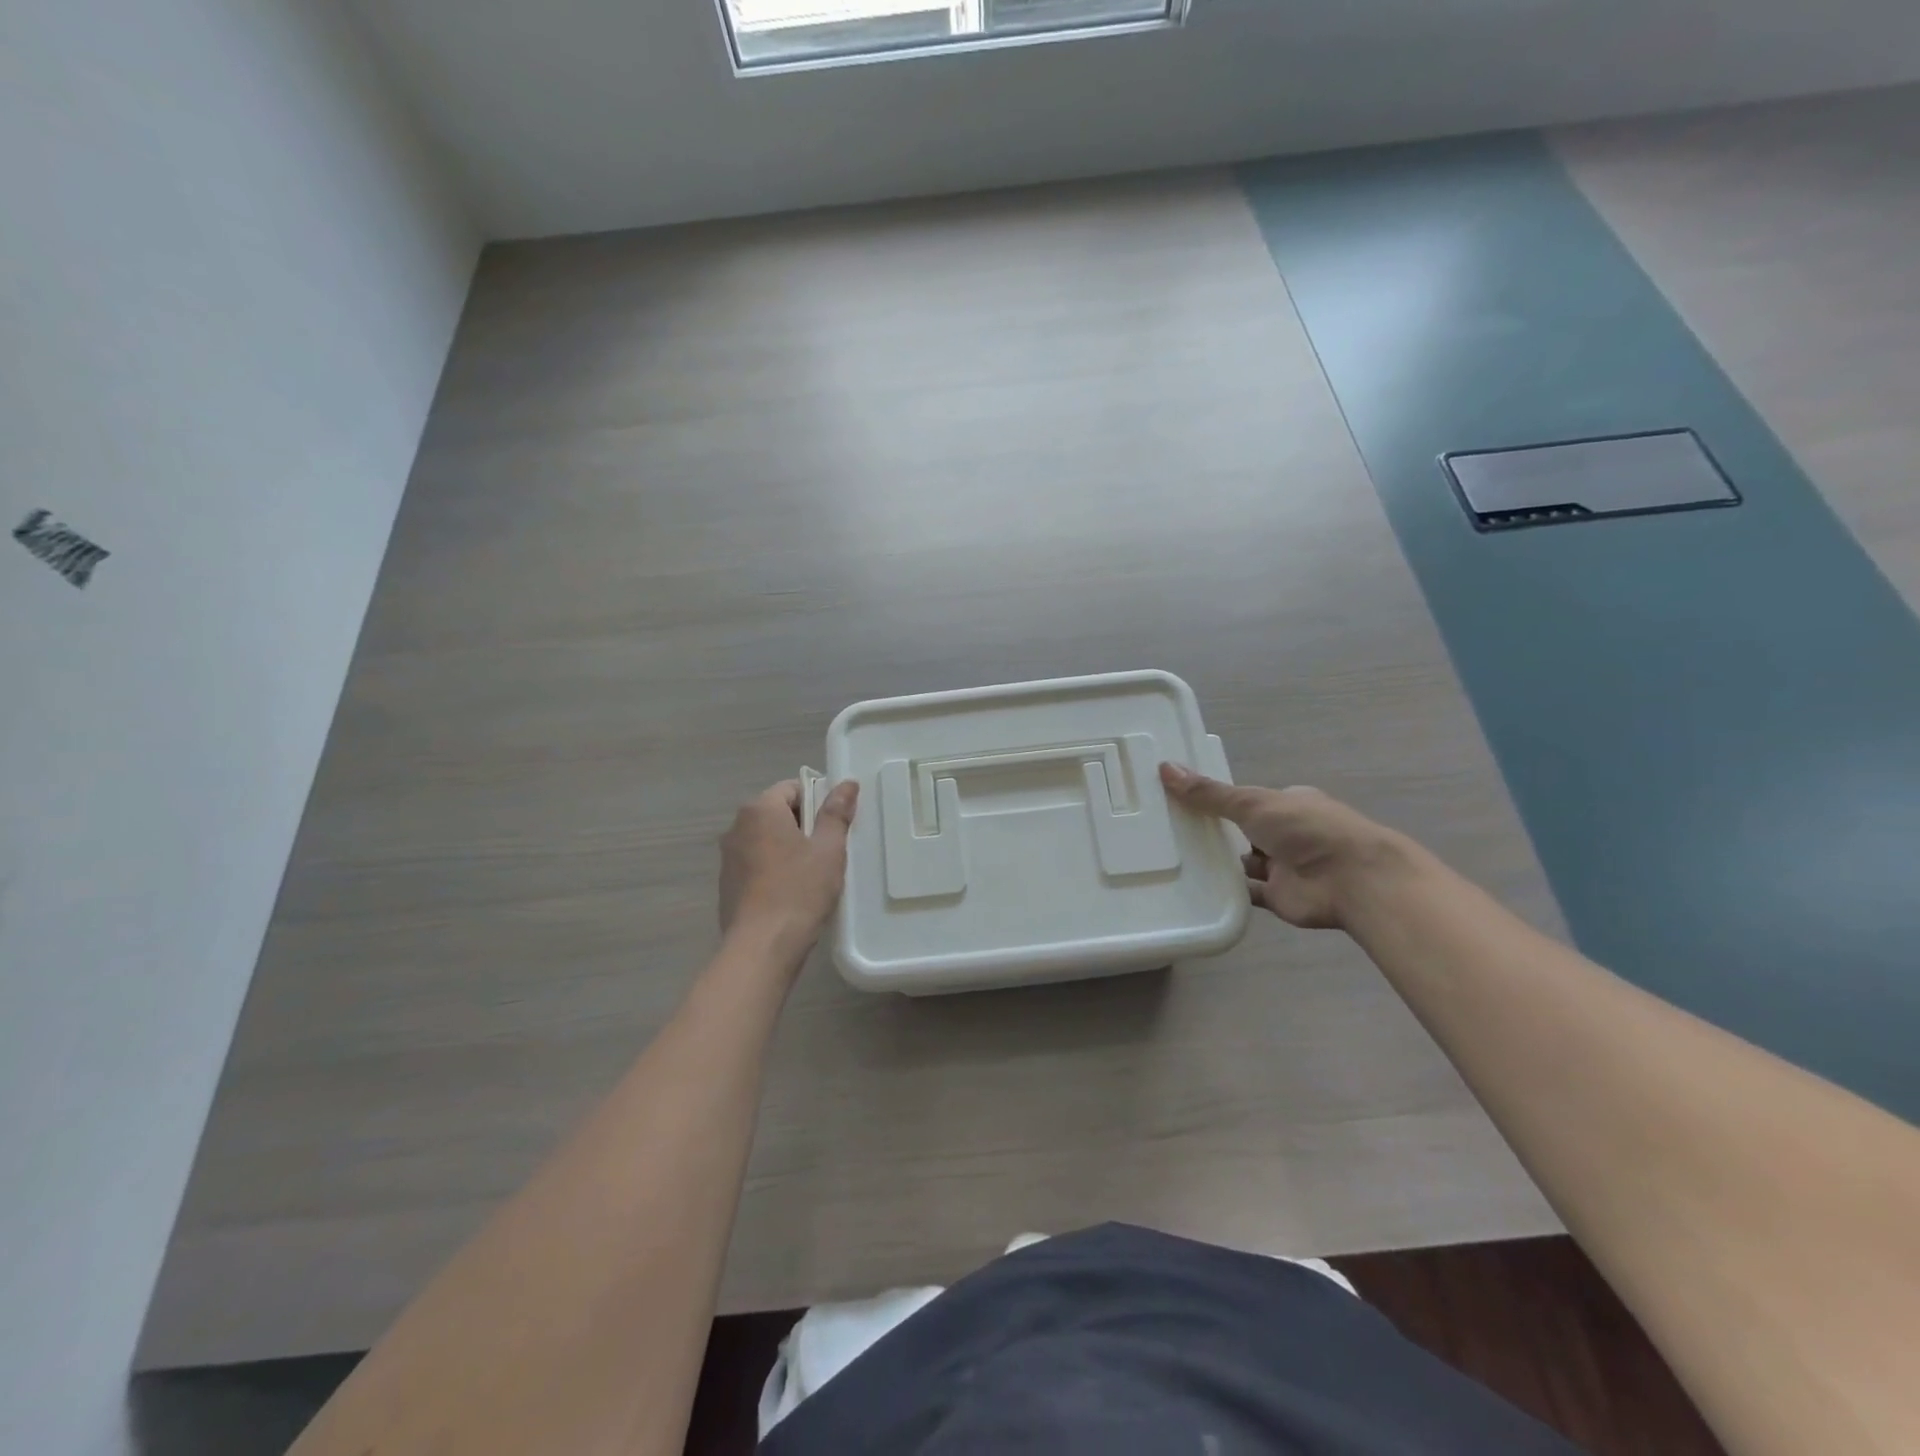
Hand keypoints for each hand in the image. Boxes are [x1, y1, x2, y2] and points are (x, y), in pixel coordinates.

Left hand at [719, 778, 858, 954]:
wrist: (762, 946)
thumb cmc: (799, 890)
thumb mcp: (828, 849)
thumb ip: (836, 813)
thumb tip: (846, 783)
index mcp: (760, 810)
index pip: (792, 788)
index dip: (818, 800)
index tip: (836, 824)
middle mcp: (737, 827)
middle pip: (777, 812)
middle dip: (804, 825)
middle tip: (830, 849)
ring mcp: (728, 857)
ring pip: (767, 840)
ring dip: (789, 848)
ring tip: (813, 873)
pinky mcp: (727, 884)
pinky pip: (756, 863)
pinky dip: (774, 868)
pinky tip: (792, 892)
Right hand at [1159, 763, 1399, 930]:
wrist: (1353, 881)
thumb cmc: (1307, 829)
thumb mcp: (1253, 803)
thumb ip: (1210, 793)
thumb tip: (1165, 767)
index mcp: (1288, 803)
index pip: (1248, 799)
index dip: (1219, 799)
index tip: (1184, 800)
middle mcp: (1287, 833)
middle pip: (1244, 831)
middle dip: (1215, 831)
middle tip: (1170, 829)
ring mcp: (1284, 867)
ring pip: (1244, 862)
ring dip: (1219, 861)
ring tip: (1173, 856)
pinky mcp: (1279, 897)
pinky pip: (1247, 893)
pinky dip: (1226, 890)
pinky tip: (1194, 887)